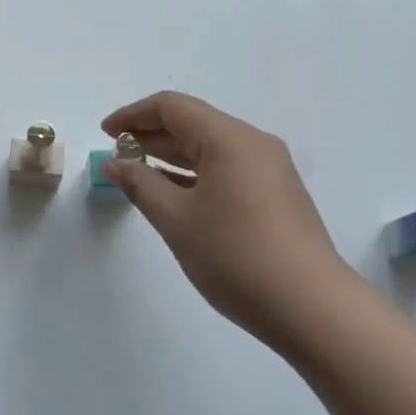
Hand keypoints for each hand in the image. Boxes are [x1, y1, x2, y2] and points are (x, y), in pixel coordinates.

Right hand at [101, 92, 351, 343]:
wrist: (311, 307)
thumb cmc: (236, 256)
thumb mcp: (176, 220)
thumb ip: (140, 185)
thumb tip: (114, 163)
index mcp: (229, 139)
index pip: (173, 107)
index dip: (133, 115)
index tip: (104, 134)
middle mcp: (253, 144)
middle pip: (193, 123)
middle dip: (151, 134)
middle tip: (116, 154)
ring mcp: (269, 170)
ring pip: (211, 148)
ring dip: (171, 155)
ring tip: (137, 173)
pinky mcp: (276, 195)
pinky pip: (226, 169)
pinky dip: (194, 174)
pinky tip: (172, 194)